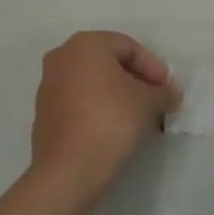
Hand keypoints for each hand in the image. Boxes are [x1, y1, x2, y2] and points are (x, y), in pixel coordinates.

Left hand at [30, 31, 175, 203]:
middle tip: (156, 101)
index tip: (168, 90)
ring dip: (118, 95)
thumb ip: (162, 92)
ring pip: (93, 82)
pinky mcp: (44, 113)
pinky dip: (99, 108)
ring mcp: (48, 85)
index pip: (129, 46)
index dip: (153, 67)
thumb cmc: (111, 120)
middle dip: (136, 80)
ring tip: (139, 117)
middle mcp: (62, 56)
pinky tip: (115, 128)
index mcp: (86, 43)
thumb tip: (169, 94)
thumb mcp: (148, 102)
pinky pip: (79, 101)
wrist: (68, 170)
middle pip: (109, 62)